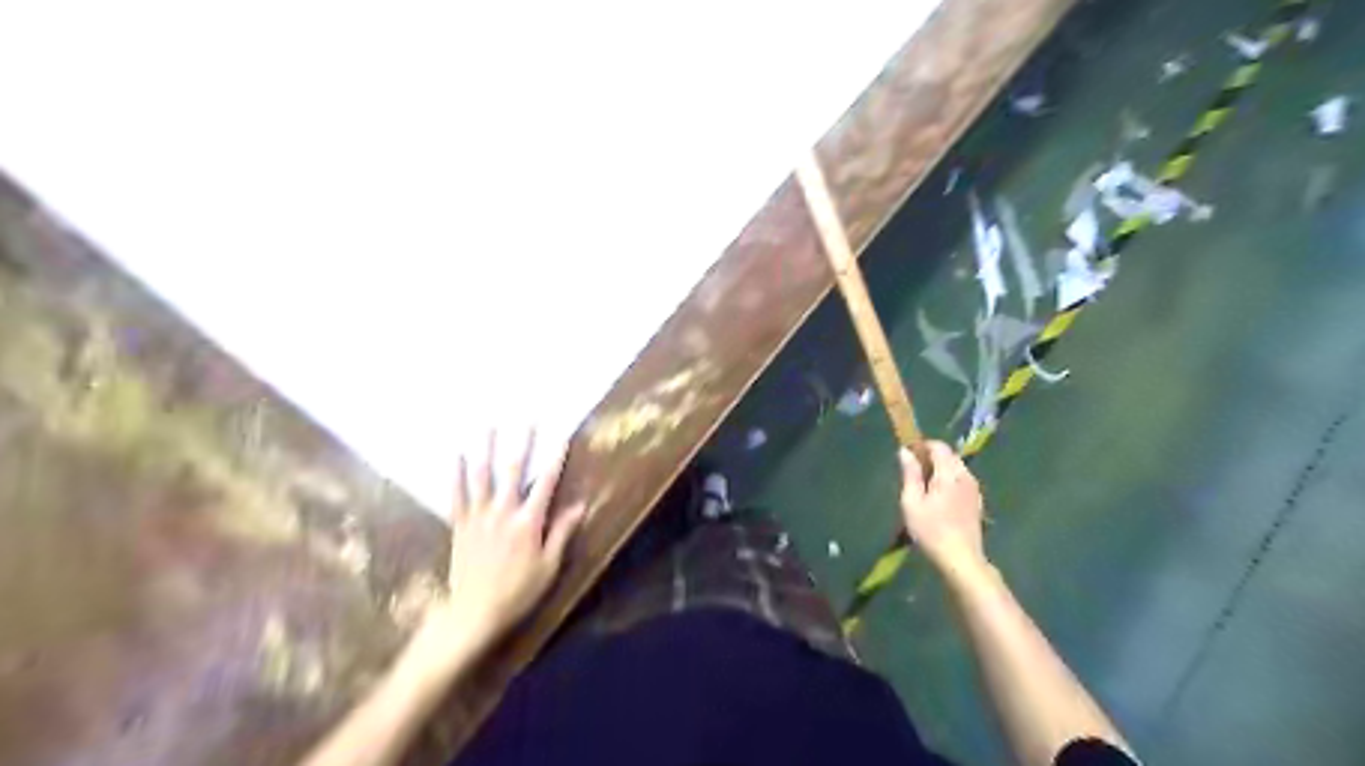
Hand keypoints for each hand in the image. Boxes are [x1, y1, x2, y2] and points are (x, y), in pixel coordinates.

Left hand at [413, 429, 589, 667]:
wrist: (474, 613)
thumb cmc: (518, 591)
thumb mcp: (549, 566)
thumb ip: (562, 532)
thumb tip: (580, 505)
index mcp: (528, 522)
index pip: (545, 483)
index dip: (555, 459)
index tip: (562, 438)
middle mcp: (503, 513)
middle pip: (513, 471)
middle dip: (522, 443)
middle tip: (527, 420)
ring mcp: (479, 517)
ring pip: (483, 476)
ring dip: (487, 449)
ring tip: (490, 427)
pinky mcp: (460, 525)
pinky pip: (457, 495)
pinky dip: (456, 474)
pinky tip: (457, 455)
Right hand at [903, 439, 987, 578]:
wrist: (961, 559)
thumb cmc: (931, 530)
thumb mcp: (912, 502)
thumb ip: (910, 474)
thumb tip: (905, 451)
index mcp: (949, 474)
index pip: (939, 447)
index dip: (922, 446)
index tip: (908, 455)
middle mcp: (965, 476)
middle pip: (949, 456)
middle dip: (931, 457)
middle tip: (913, 472)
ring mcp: (974, 489)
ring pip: (956, 468)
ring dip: (941, 469)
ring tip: (924, 487)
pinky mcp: (976, 501)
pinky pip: (962, 481)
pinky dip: (949, 481)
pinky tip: (939, 499)